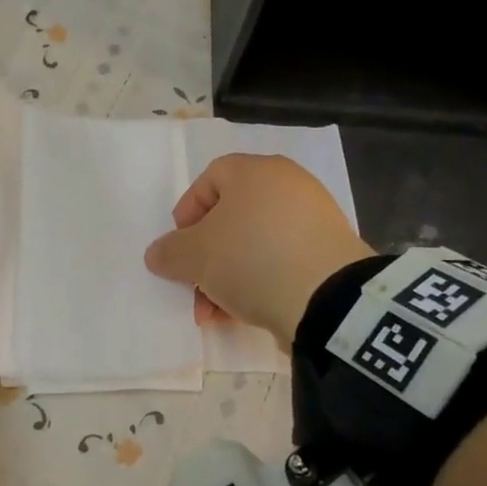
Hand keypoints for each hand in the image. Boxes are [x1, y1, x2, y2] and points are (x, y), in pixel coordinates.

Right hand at [144, 154, 373, 342]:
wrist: (327, 299)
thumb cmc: (251, 259)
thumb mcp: (195, 257)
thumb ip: (169, 252)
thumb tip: (158, 254)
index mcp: (256, 172)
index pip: (210, 178)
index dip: (187, 212)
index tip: (179, 246)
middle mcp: (287, 186)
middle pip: (231, 217)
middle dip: (205, 256)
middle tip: (193, 285)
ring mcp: (313, 220)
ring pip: (253, 244)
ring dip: (226, 277)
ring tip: (214, 313)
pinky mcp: (328, 253)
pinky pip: (280, 261)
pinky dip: (258, 282)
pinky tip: (244, 313)